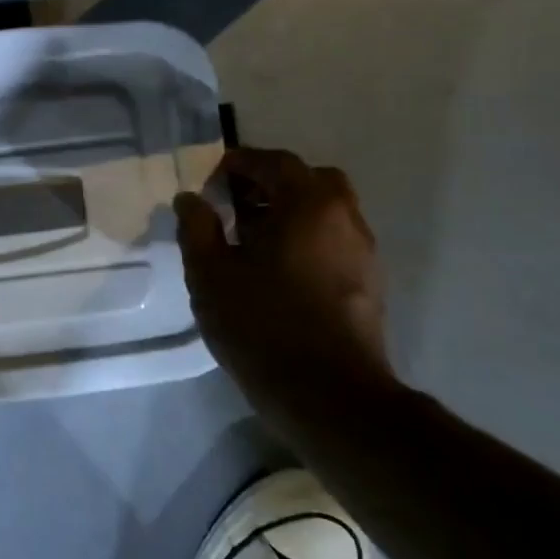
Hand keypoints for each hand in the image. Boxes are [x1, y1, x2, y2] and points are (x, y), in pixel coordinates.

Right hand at [175, 148, 391, 400]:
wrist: (328, 396)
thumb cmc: (261, 323)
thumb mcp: (209, 273)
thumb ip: (197, 227)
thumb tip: (191, 199)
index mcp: (308, 206)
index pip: (274, 162)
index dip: (238, 164)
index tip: (209, 181)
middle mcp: (344, 219)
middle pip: (310, 180)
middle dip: (271, 182)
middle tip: (235, 203)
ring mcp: (363, 253)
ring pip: (326, 211)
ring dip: (290, 211)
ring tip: (250, 238)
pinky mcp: (368, 285)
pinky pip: (333, 241)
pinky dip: (306, 238)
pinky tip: (275, 268)